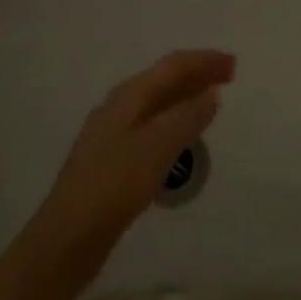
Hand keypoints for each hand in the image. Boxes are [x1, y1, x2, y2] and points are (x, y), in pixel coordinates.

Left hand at [34, 49, 235, 265]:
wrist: (67, 238)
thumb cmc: (113, 185)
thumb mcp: (156, 147)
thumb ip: (186, 117)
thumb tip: (211, 92)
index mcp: (128, 95)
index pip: (172, 66)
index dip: (203, 61)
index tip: (233, 64)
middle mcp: (119, 106)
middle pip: (163, 80)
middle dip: (196, 74)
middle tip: (228, 78)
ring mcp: (113, 132)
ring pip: (157, 103)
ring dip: (185, 97)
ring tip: (211, 102)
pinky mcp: (112, 159)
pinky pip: (151, 126)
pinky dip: (173, 122)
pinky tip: (182, 139)